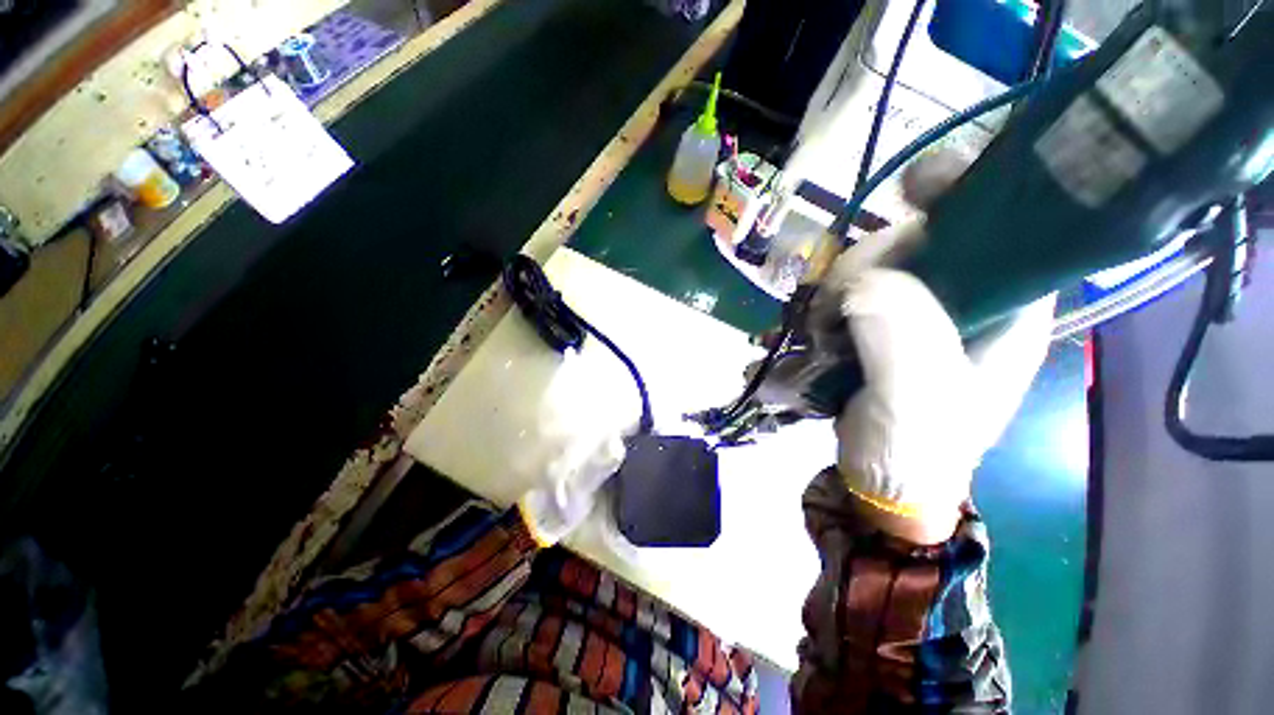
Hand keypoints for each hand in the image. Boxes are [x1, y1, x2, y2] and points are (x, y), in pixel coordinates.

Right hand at [815, 154, 1055, 542]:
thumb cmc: (914, 451)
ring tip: (813, 332)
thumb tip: (865, 283)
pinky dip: (820, 304)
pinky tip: (804, 328)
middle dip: (868, 261)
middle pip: (918, 242)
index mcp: (1005, 311)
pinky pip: (847, 293)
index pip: (1003, 227)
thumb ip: (900, 340)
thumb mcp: (914, 404)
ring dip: (835, 288)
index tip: (911, 186)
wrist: (884, 482)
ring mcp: (915, 312)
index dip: (964, 194)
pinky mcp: (877, 326)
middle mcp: (965, 301)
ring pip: (873, 267)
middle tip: (833, 305)